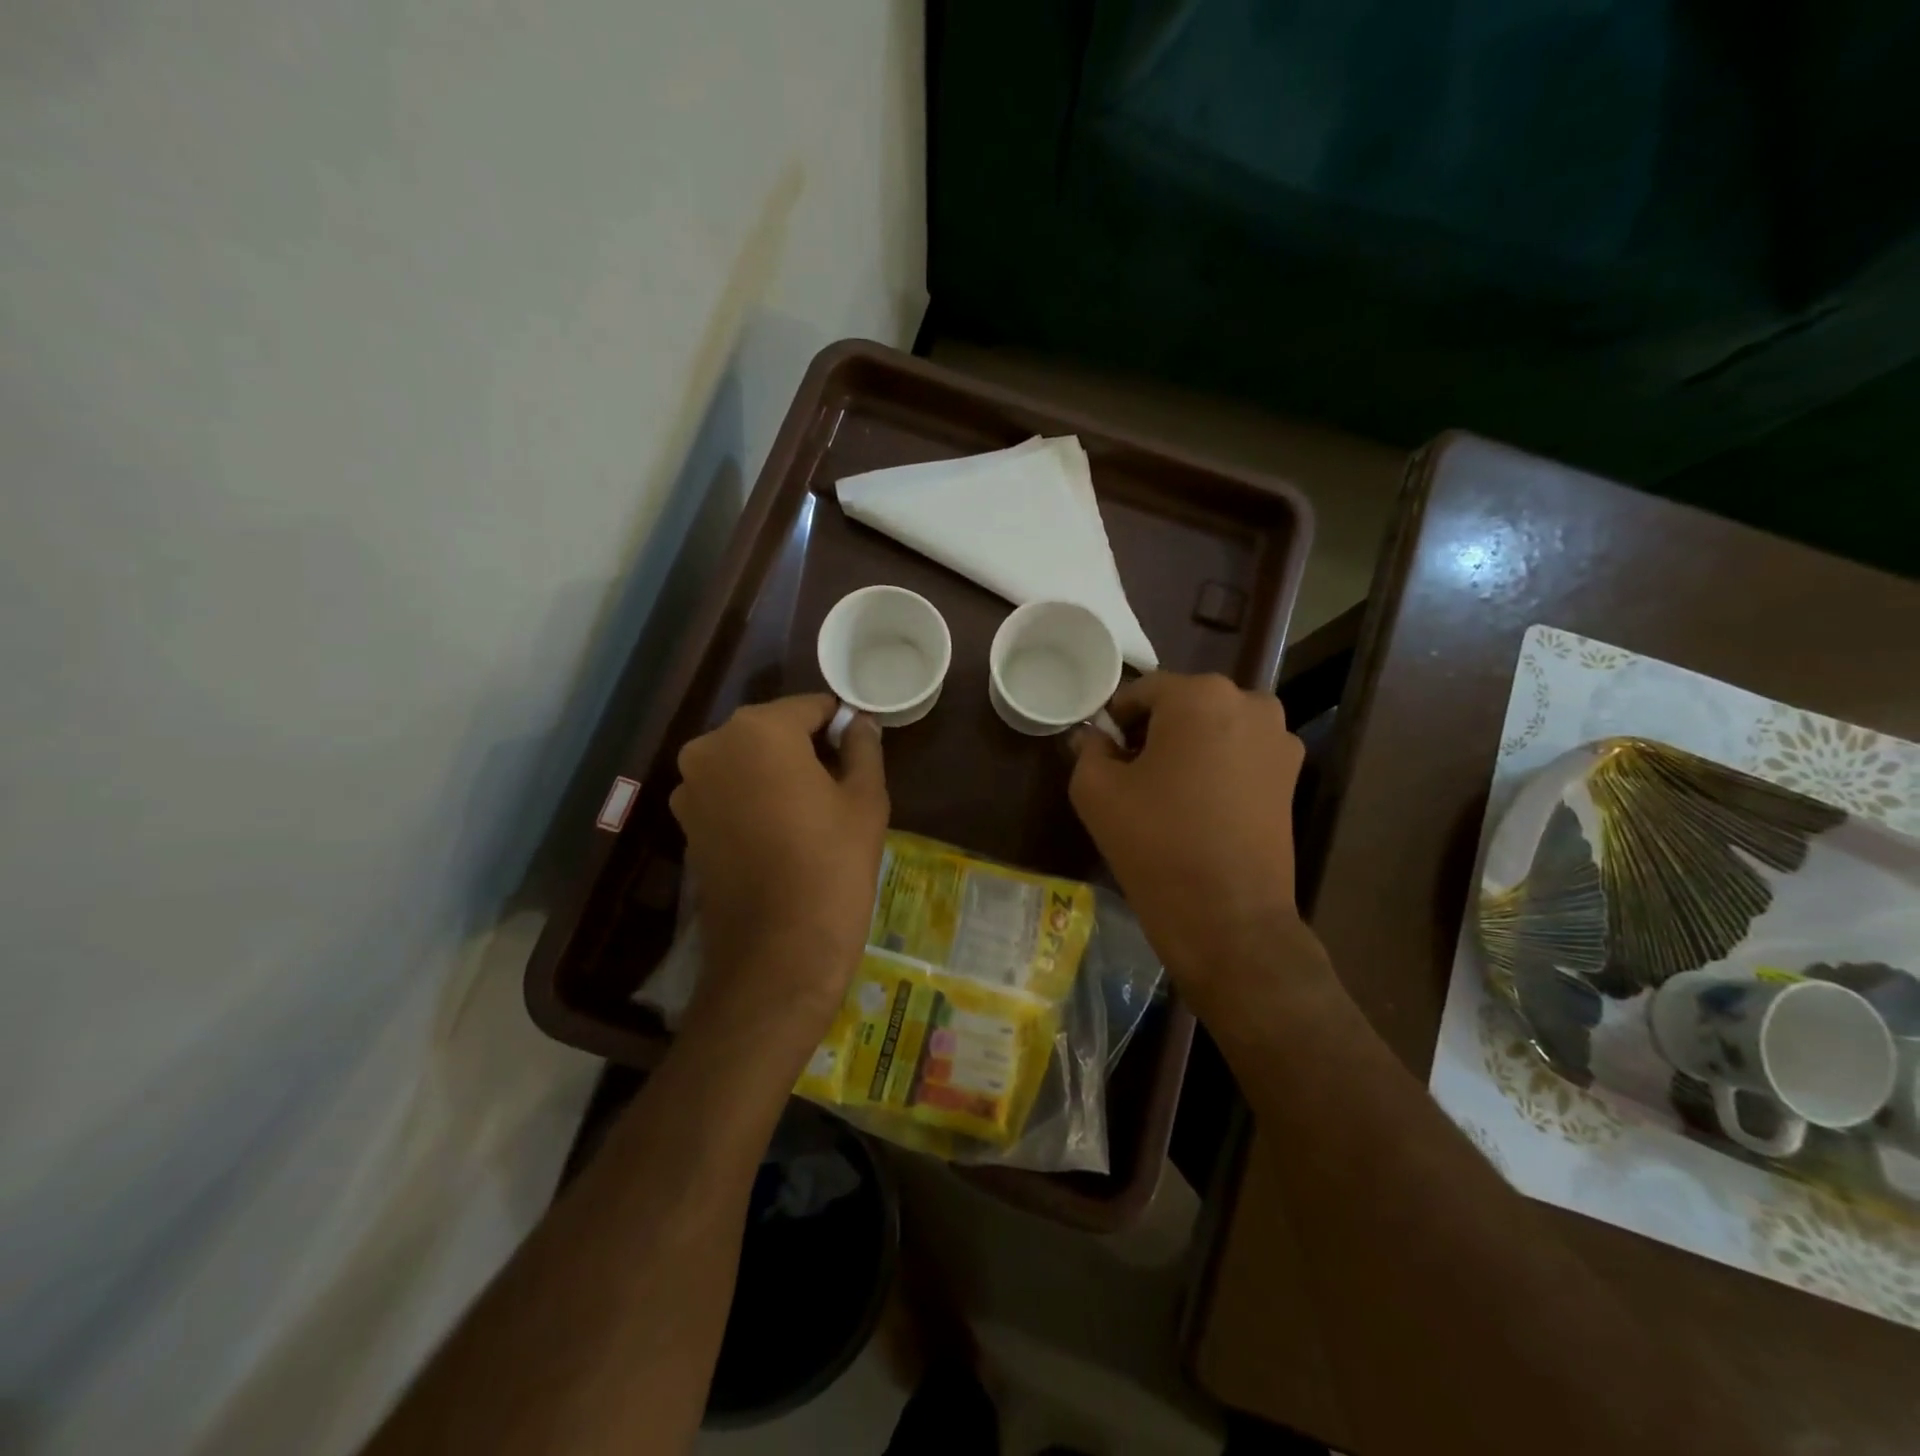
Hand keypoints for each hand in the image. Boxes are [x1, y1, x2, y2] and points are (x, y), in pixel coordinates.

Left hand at [670, 694, 887, 1028]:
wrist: (778, 953)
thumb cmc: (832, 866)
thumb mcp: (865, 799)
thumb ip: (862, 748)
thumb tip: (859, 723)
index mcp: (757, 731)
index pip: (810, 707)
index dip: (840, 725)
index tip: (861, 751)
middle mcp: (712, 747)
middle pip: (773, 731)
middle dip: (806, 747)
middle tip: (840, 785)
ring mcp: (690, 787)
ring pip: (748, 762)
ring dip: (777, 773)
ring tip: (811, 812)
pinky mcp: (685, 824)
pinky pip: (728, 792)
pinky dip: (754, 799)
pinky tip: (782, 833)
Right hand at [1070, 673, 1322, 1008]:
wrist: (1228, 918)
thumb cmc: (1155, 844)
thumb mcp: (1096, 791)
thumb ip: (1087, 749)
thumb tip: (1090, 737)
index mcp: (1200, 696)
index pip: (1142, 691)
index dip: (1115, 720)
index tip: (1102, 752)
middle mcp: (1249, 702)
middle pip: (1183, 705)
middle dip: (1153, 730)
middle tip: (1130, 772)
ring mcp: (1278, 739)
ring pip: (1214, 728)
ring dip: (1186, 747)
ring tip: (1165, 792)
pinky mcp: (1291, 775)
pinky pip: (1239, 753)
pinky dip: (1215, 766)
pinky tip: (1197, 805)